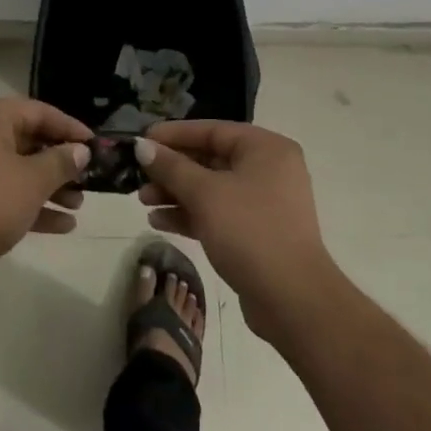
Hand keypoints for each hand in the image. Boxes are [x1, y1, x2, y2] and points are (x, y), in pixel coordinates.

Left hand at [0, 98, 91, 292]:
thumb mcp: (32, 181)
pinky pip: (6, 193)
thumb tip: (80, 150)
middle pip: (30, 141)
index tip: (97, 146)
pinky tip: (62, 225)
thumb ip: (60, 163)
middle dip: (61, 162)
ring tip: (80, 205)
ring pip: (19, 170)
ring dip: (50, 187)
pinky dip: (32, 205)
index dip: (71, 129)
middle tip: (90, 178)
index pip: (41, 112)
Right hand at [134, 121, 336, 343]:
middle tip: (137, 175)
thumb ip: (171, 167)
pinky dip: (190, 214)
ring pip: (211, 188)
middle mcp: (268, 170)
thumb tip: (142, 145)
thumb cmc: (249, 232)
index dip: (174, 134)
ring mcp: (263, 203)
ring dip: (176, 193)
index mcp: (265, 149)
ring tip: (142, 201)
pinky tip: (159, 221)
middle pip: (210, 159)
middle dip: (172, 169)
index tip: (141, 140)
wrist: (292, 300)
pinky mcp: (255, 233)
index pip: (212, 130)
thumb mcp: (205, 194)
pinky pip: (217, 213)